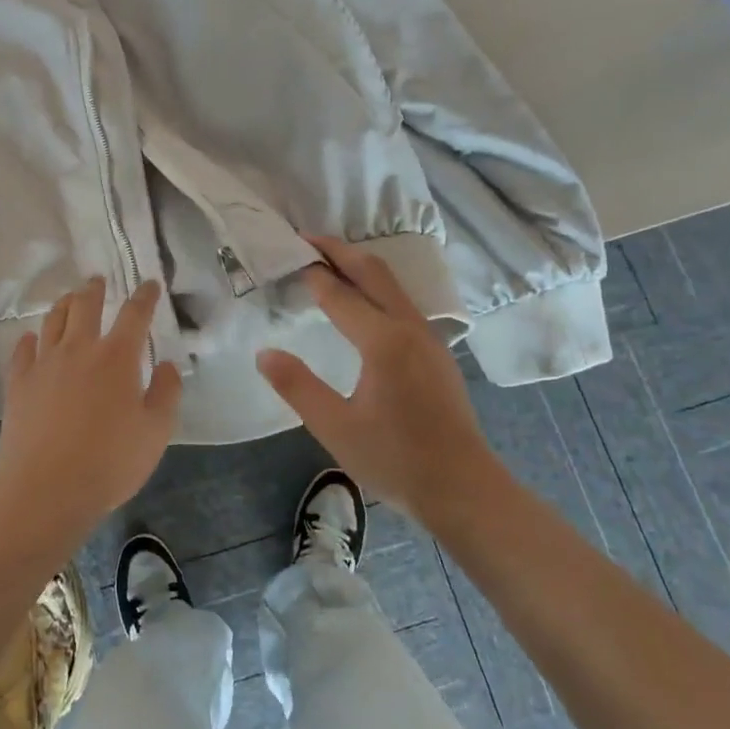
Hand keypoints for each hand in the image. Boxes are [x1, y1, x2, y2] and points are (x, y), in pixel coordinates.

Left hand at [0, 278, 182, 535]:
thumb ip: (166, 393)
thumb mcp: (156, 432)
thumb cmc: (110, 463)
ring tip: (69, 299)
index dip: (144, 296)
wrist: (46, 490)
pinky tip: (31, 338)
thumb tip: (166, 364)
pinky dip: (29, 339)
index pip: (134, 315)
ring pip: (53, 320)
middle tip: (98, 280)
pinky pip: (22, 350)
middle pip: (85, 306)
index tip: (149, 284)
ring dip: (64, 304)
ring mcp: (44, 364)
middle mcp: (79, 350)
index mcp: (117, 358)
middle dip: (95, 289)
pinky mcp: (18, 383)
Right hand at [256, 236, 498, 522]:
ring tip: (329, 262)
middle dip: (339, 251)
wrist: (464, 489)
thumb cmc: (396, 460)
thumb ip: (297, 387)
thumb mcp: (335, 428)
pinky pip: (402, 303)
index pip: (339, 293)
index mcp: (383, 341)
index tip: (286, 254)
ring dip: (360, 266)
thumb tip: (265, 353)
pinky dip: (376, 287)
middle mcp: (409, 328)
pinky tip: (363, 303)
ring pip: (392, 285)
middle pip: (374, 272)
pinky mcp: (436, 353)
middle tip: (306, 239)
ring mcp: (428, 339)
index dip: (312, 273)